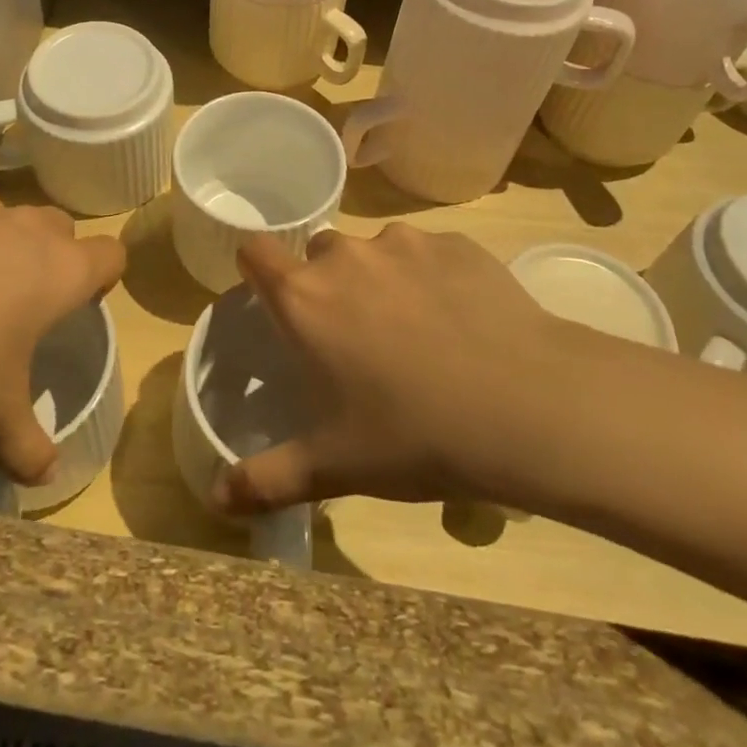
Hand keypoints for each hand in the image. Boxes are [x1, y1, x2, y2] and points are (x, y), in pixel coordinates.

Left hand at [0, 192, 123, 484]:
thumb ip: (28, 448)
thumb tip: (49, 477)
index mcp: (58, 272)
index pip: (110, 254)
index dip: (105, 275)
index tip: (85, 300)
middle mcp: (21, 230)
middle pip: (59, 224)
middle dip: (53, 252)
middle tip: (27, 297)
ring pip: (2, 211)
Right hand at [219, 224, 611, 515]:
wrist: (530, 407)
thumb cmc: (416, 436)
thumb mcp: (335, 466)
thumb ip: (267, 480)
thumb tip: (216, 502)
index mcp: (305, 298)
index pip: (254, 250)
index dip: (257, 269)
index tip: (274, 300)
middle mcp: (346, 256)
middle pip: (318, 254)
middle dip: (328, 286)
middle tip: (357, 338)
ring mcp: (404, 243)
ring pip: (375, 251)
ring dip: (382, 280)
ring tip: (418, 333)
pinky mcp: (457, 243)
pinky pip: (428, 254)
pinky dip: (432, 277)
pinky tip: (463, 322)